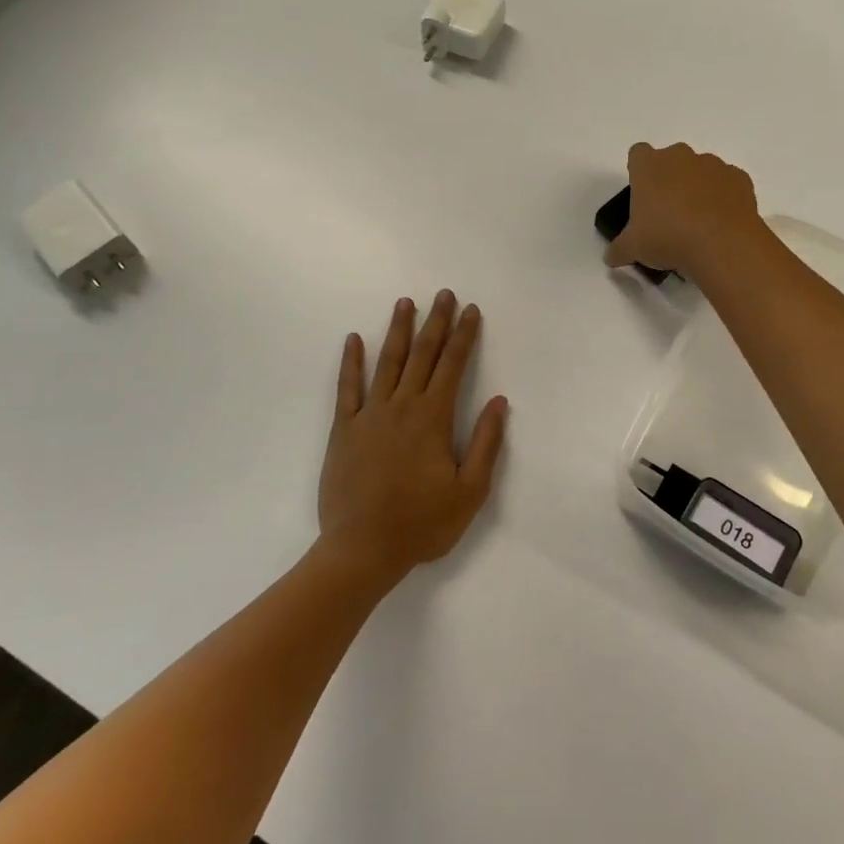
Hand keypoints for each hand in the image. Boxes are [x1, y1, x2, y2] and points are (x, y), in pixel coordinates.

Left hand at [317, 291, 508, 584]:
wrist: (362, 549)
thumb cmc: (422, 523)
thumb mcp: (469, 491)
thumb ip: (485, 443)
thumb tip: (499, 402)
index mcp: (433, 418)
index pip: (453, 365)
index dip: (464, 335)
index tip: (471, 310)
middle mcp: (402, 406)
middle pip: (422, 354)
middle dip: (436, 322)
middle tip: (443, 294)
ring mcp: (369, 414)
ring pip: (387, 362)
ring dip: (397, 330)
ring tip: (405, 302)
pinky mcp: (344, 429)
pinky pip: (347, 387)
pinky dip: (351, 362)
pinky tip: (353, 340)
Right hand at [603, 142, 763, 275]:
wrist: (722, 244)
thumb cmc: (667, 238)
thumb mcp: (633, 249)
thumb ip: (619, 249)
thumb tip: (612, 257)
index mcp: (649, 166)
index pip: (638, 154)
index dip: (639, 172)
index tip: (642, 196)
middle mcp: (680, 157)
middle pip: (670, 160)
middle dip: (669, 180)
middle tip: (667, 213)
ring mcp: (713, 164)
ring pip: (700, 170)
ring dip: (696, 188)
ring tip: (697, 222)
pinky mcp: (739, 178)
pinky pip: (726, 183)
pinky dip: (722, 197)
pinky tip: (719, 223)